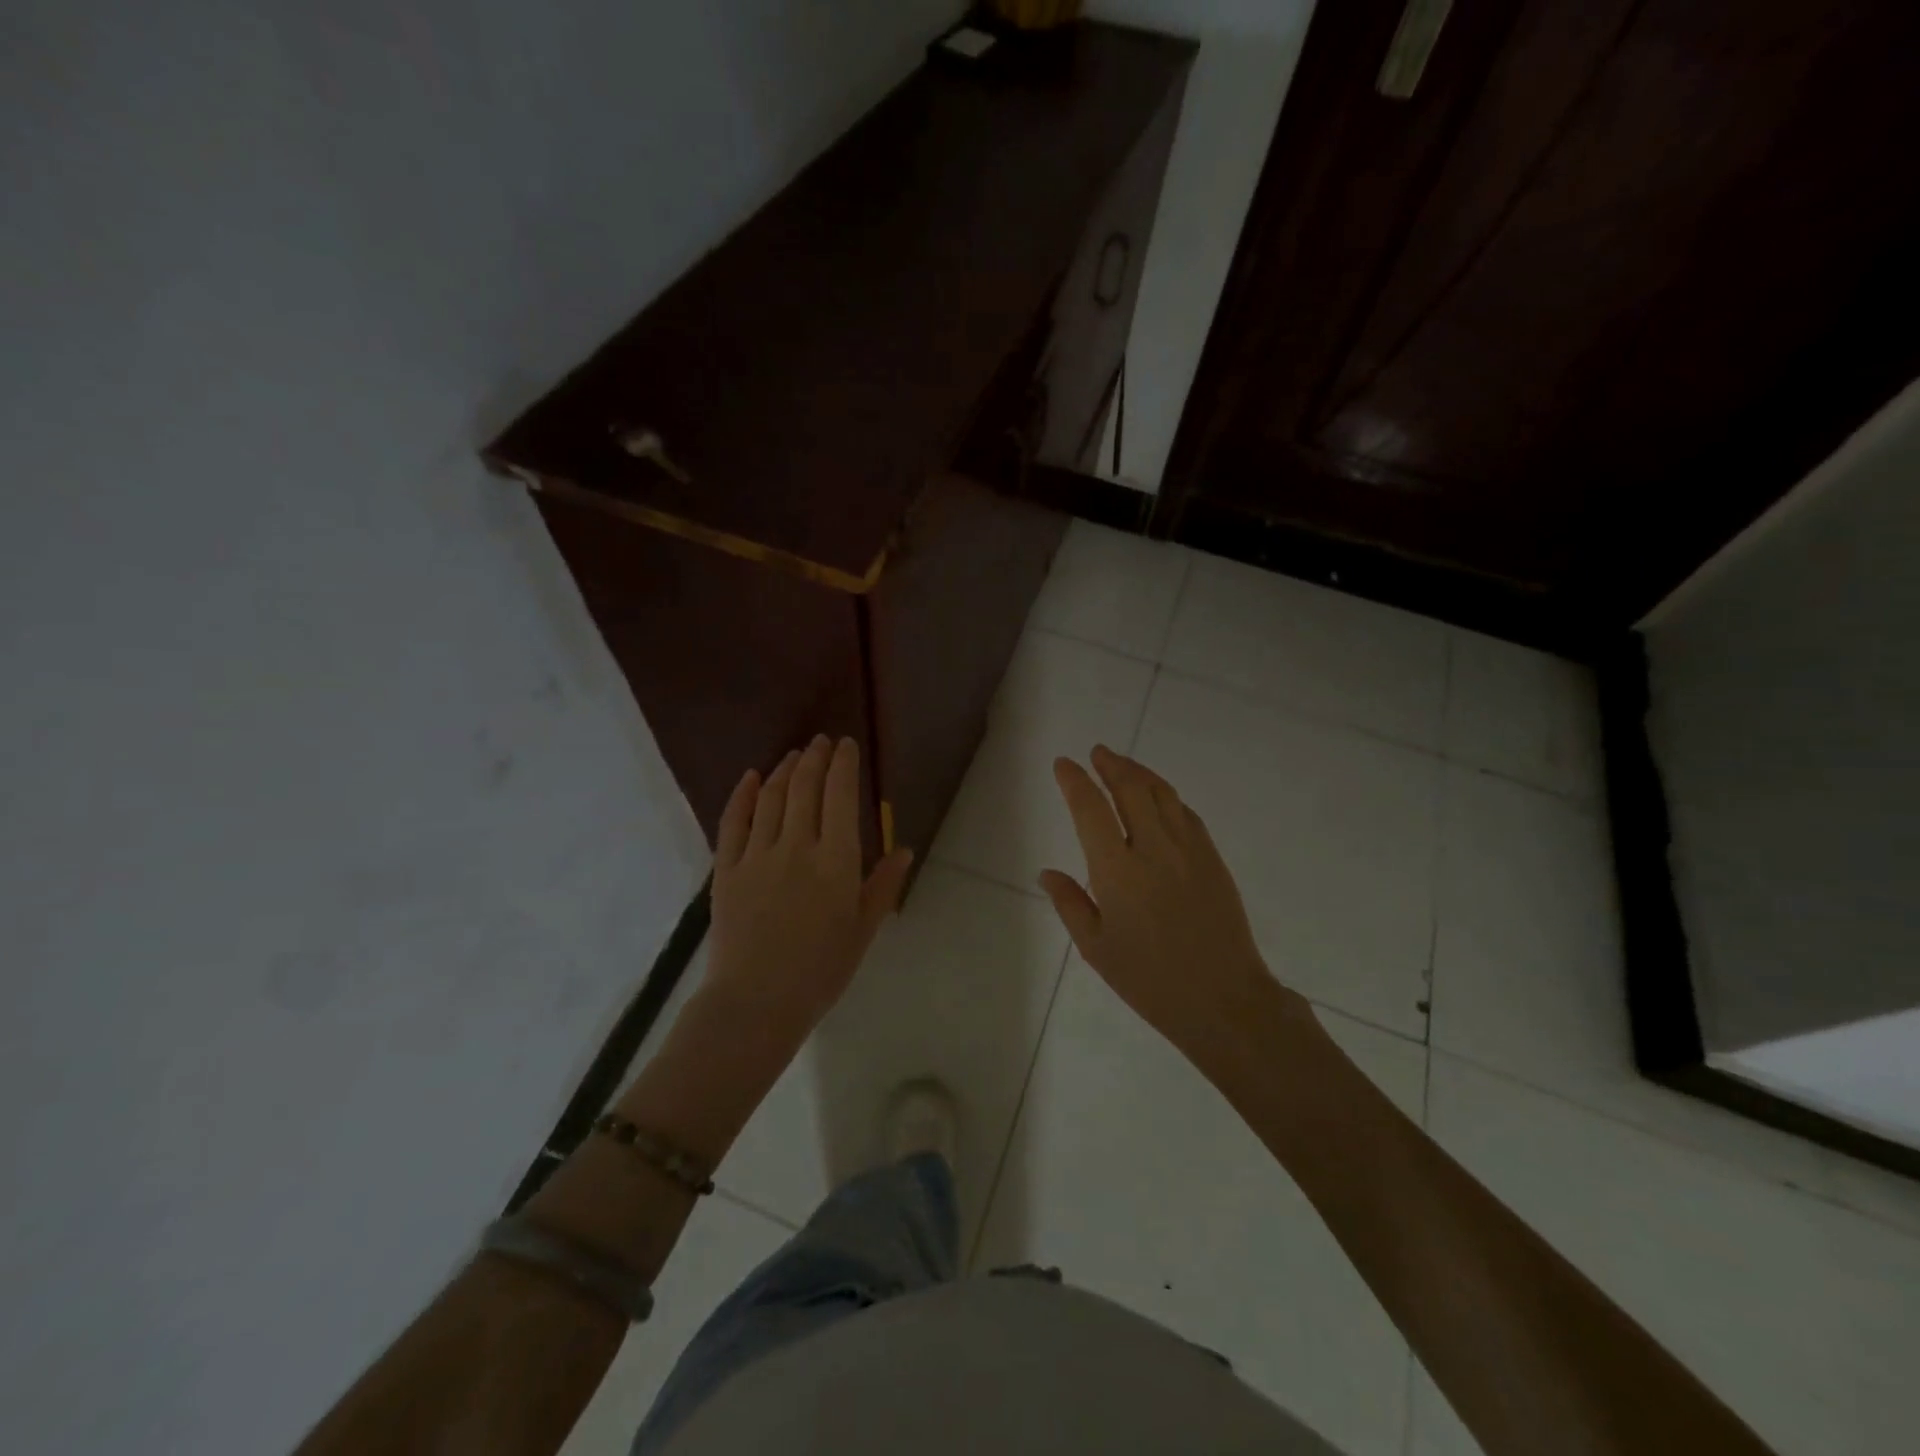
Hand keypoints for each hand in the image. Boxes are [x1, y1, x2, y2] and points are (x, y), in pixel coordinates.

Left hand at [703, 735, 912, 1043]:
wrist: (756, 1003)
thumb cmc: (820, 971)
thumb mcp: (862, 930)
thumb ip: (883, 886)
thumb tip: (904, 849)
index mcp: (836, 861)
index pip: (840, 796)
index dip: (843, 765)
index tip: (846, 745)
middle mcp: (797, 846)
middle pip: (805, 788)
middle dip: (815, 758)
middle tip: (821, 742)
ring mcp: (757, 855)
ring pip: (772, 798)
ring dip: (785, 770)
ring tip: (794, 755)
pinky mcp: (726, 869)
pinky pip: (733, 822)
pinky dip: (743, 795)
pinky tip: (752, 777)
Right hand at [1039, 745, 1309, 1060]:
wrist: (1223, 999)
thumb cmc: (1149, 980)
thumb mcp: (1096, 948)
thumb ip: (1069, 903)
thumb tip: (1047, 872)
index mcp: (1117, 870)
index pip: (1090, 809)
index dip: (1075, 781)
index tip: (1064, 764)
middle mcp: (1153, 848)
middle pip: (1131, 788)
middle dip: (1111, 765)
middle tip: (1097, 753)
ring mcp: (1188, 850)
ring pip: (1162, 793)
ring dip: (1139, 773)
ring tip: (1123, 765)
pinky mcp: (1212, 858)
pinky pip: (1186, 813)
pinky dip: (1167, 796)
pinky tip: (1159, 798)